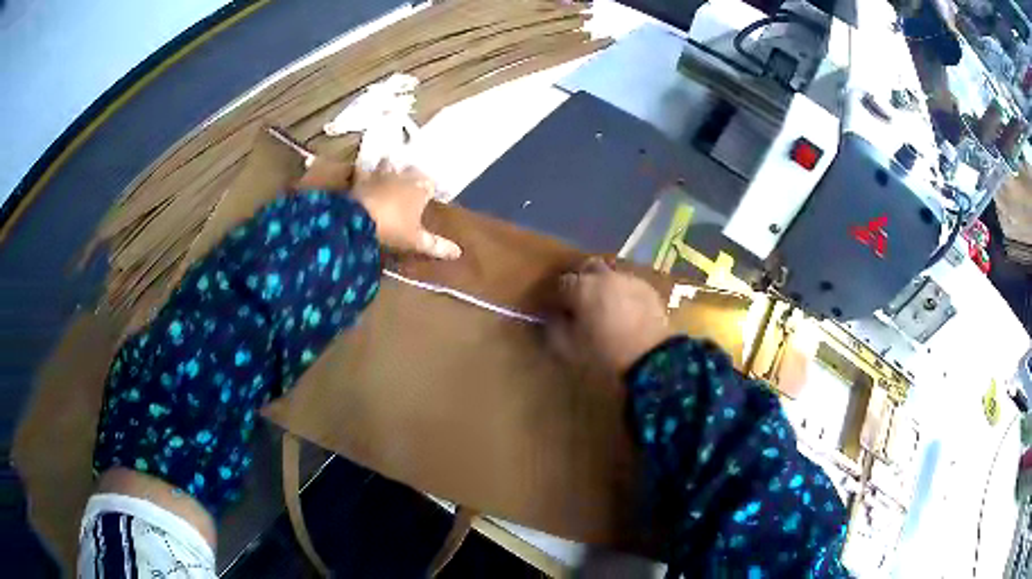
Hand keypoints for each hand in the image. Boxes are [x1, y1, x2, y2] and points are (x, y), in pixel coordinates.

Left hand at [352, 161, 460, 259]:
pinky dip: (363, 171)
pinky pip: (363, 169)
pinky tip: (362, 173)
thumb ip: (436, 245)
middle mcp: (402, 176)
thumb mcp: (415, 241)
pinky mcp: (360, 178)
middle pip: (411, 170)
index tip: (430, 196)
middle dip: (411, 175)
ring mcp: (380, 175)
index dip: (430, 190)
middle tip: (410, 183)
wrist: (358, 220)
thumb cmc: (393, 229)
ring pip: (388, 164)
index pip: (431, 184)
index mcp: (420, 189)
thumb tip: (458, 252)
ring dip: (389, 167)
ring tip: (388, 171)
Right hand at [552, 258, 675, 373]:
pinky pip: (629, 286)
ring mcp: (629, 280)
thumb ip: (554, 328)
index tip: (553, 311)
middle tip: (579, 303)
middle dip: (581, 282)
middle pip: (587, 268)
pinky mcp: (649, 289)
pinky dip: (622, 294)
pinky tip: (625, 312)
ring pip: (610, 275)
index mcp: (581, 287)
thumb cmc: (604, 355)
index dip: (555, 297)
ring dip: (603, 287)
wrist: (653, 359)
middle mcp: (605, 276)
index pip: (560, 283)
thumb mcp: (568, 348)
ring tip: (604, 308)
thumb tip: (551, 317)